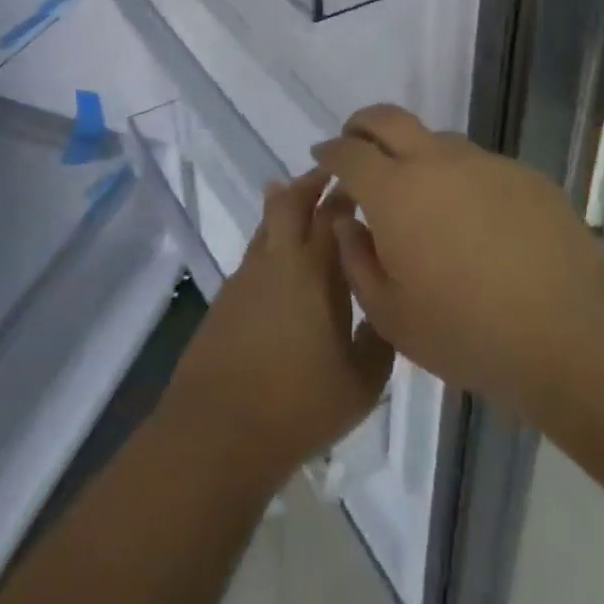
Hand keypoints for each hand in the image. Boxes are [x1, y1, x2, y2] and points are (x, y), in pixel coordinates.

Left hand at [157, 168, 394, 490]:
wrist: (218, 429)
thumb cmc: (298, 405)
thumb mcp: (361, 382)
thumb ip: (380, 337)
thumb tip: (385, 307)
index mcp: (315, 270)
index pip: (334, 215)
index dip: (348, 194)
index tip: (364, 184)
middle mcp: (279, 259)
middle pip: (291, 201)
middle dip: (312, 182)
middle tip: (331, 174)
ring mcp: (247, 275)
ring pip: (268, 222)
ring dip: (286, 205)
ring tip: (301, 198)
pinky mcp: (227, 295)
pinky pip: (255, 251)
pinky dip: (271, 239)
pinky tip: (282, 260)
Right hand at [316, 104, 603, 420]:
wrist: (571, 332)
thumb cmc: (468, 333)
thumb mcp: (392, 316)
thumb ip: (357, 260)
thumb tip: (347, 221)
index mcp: (395, 192)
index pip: (348, 153)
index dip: (329, 151)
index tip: (321, 156)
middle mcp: (435, 162)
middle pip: (387, 118)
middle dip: (362, 124)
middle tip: (355, 141)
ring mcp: (483, 163)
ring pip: (436, 140)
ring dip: (415, 153)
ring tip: (420, 193)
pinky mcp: (522, 174)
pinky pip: (478, 165)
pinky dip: (461, 179)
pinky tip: (476, 220)